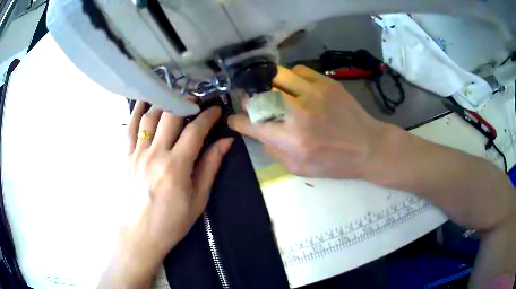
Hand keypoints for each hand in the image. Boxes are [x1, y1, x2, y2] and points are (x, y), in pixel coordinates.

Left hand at [99, 104, 232, 288]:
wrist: (140, 234)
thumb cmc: (172, 221)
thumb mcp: (198, 199)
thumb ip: (210, 167)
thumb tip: (226, 142)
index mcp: (176, 166)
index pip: (195, 130)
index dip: (208, 116)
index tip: (216, 110)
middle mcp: (155, 154)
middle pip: (171, 116)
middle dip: (186, 103)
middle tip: (196, 101)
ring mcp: (138, 153)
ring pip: (150, 117)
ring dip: (164, 103)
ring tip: (175, 100)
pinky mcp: (127, 157)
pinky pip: (130, 128)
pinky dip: (136, 111)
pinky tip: (144, 101)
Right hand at [228, 65, 386, 178]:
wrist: (368, 146)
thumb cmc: (335, 163)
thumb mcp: (299, 169)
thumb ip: (274, 151)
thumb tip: (259, 132)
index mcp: (291, 139)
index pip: (251, 124)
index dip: (237, 121)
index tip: (235, 119)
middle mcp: (298, 112)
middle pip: (259, 95)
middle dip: (249, 99)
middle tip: (252, 103)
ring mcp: (313, 93)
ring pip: (276, 76)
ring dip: (268, 84)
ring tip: (272, 92)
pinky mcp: (326, 83)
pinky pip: (298, 70)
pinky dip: (290, 77)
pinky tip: (294, 87)